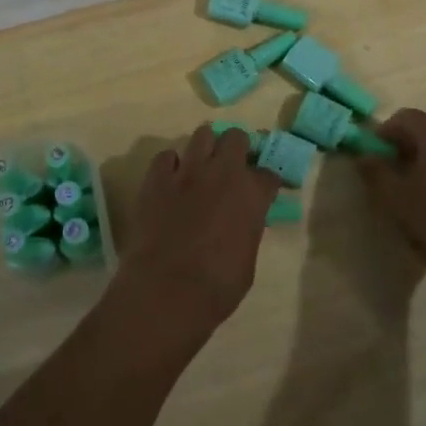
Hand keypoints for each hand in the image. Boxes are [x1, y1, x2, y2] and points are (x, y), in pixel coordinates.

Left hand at [114, 126, 278, 342]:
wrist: (166, 290)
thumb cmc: (216, 287)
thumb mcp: (248, 260)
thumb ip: (248, 230)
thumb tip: (243, 223)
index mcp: (252, 194)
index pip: (268, 174)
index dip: (265, 182)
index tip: (262, 191)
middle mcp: (223, 172)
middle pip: (236, 138)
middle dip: (237, 148)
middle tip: (231, 167)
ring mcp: (188, 171)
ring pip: (202, 135)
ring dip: (206, 148)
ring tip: (202, 166)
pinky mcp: (157, 178)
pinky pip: (166, 156)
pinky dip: (171, 165)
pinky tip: (171, 181)